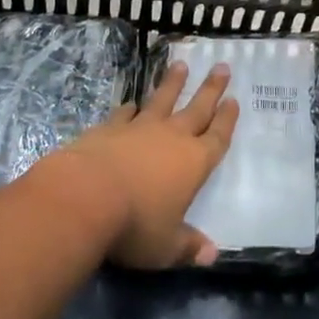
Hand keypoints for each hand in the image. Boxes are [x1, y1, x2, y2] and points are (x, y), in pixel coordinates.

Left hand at [56, 63, 237, 268]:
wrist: (84, 197)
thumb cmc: (134, 225)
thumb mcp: (166, 247)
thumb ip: (188, 247)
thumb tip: (211, 254)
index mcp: (194, 163)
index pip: (217, 137)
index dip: (227, 120)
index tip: (234, 100)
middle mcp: (171, 138)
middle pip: (197, 108)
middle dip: (211, 89)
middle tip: (221, 66)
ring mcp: (139, 129)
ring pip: (162, 100)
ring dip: (172, 83)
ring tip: (180, 64)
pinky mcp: (109, 129)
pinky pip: (125, 114)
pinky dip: (130, 108)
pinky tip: (131, 103)